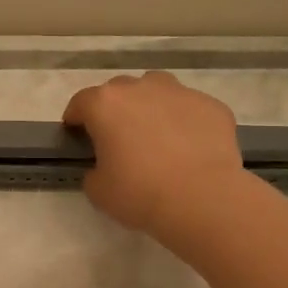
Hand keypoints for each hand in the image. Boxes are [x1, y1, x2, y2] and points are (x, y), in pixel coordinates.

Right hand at [62, 72, 247, 238]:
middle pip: (120, 91)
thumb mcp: (98, 190)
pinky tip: (190, 147)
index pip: (81, 102)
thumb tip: (105, 166)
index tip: (77, 133)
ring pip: (157, 89)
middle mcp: (141, 88)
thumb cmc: (140, 193)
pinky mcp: (211, 105)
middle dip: (115, 110)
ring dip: (151, 105)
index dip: (76, 117)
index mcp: (105, 104)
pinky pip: (190, 108)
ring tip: (157, 134)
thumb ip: (94, 170)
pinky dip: (185, 121)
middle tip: (119, 138)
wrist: (203, 199)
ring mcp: (180, 93)